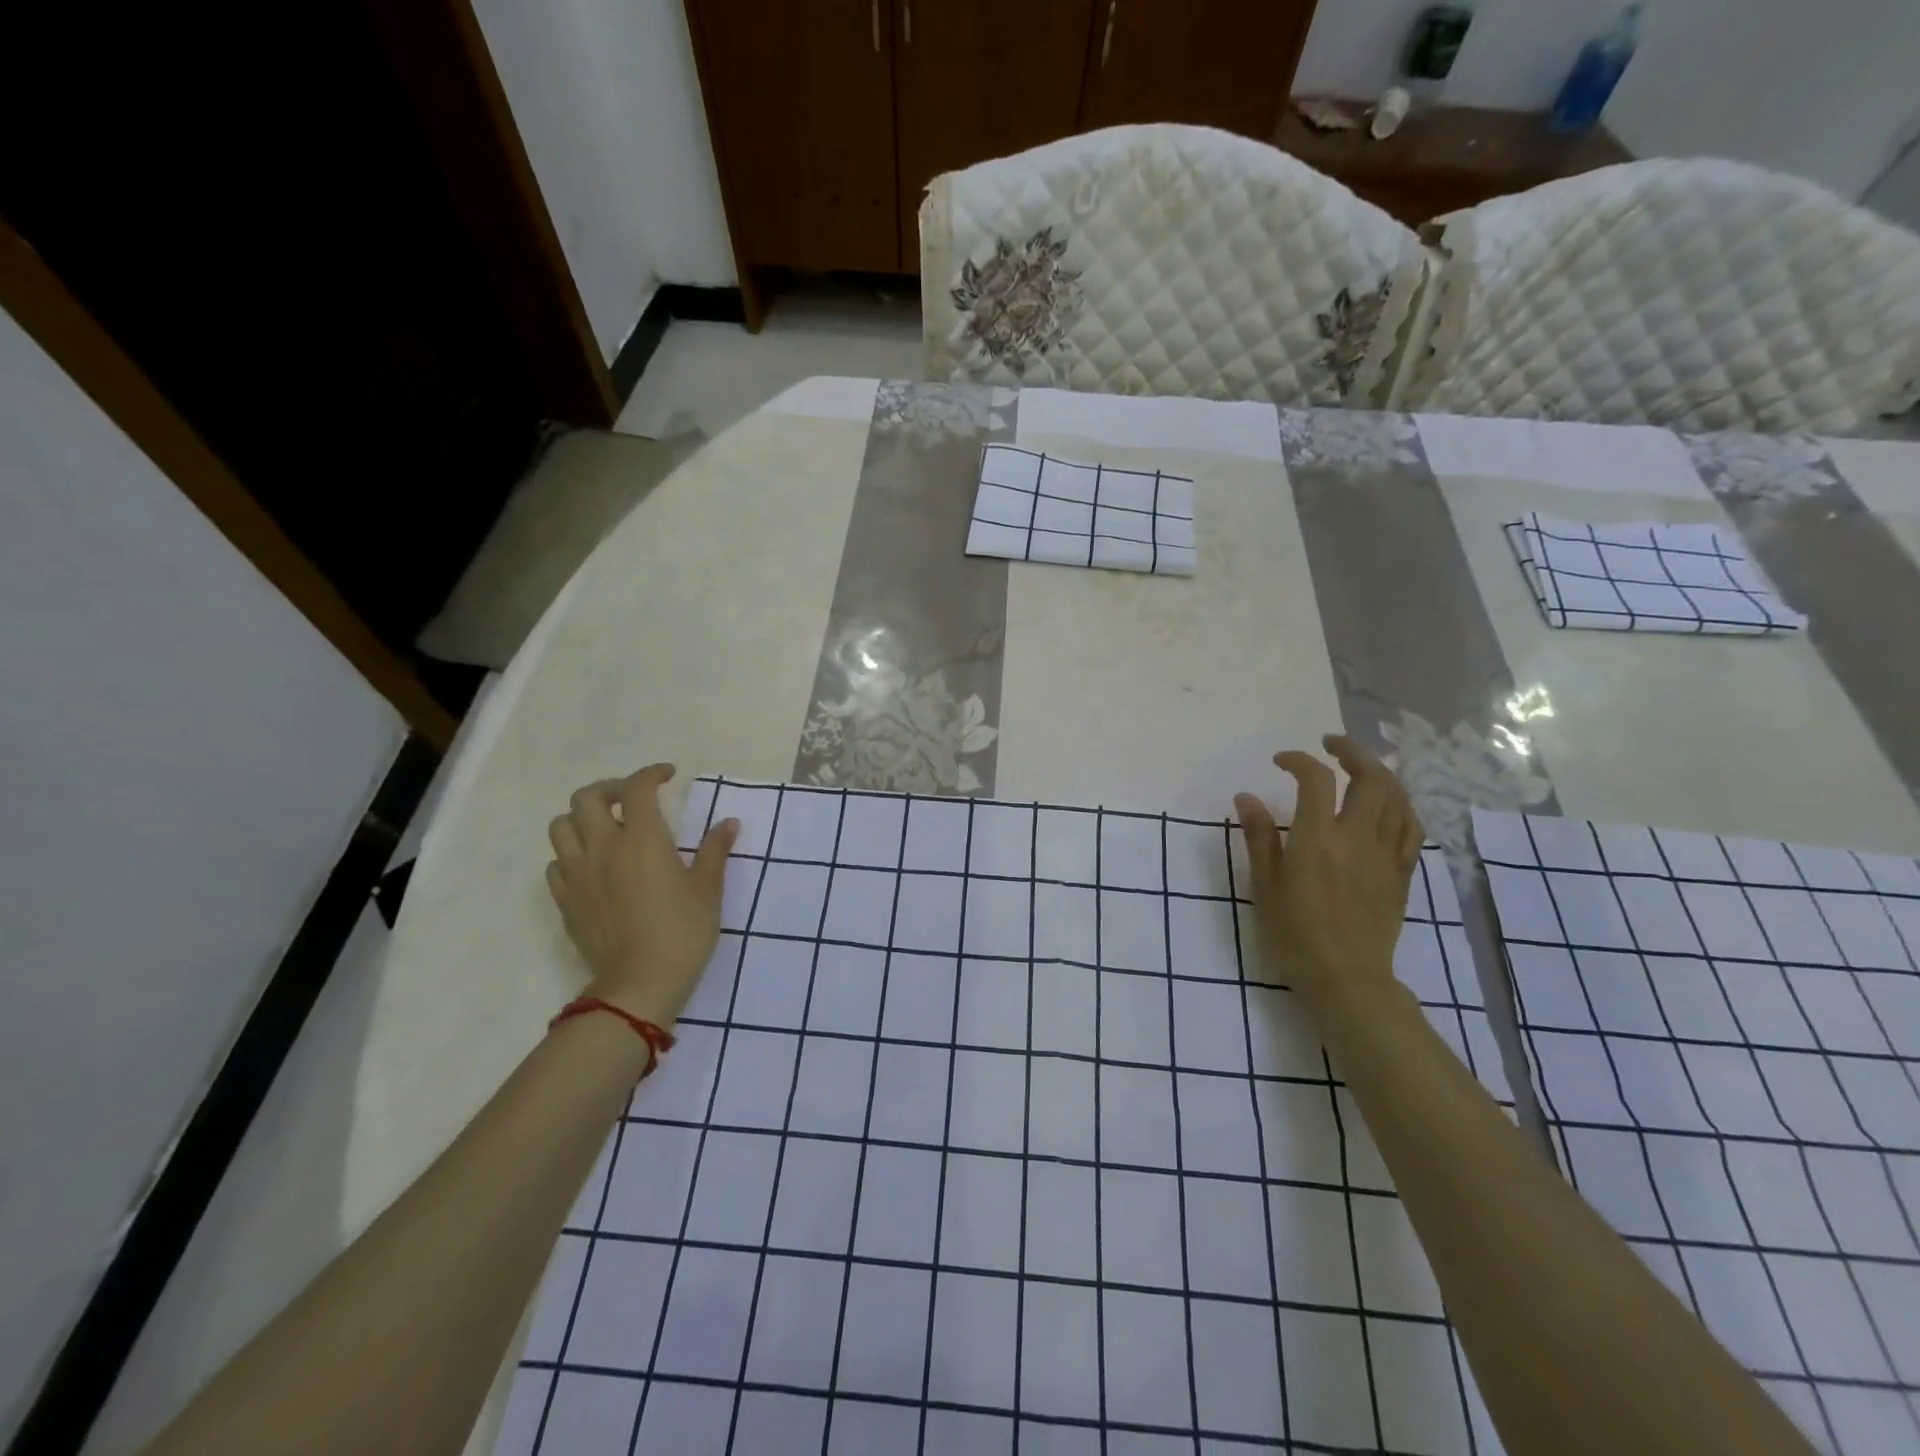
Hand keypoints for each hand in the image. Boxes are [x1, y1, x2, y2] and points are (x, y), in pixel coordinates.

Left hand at [545, 765, 738, 1027]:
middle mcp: (603, 848)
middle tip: (632, 800)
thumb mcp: (708, 889)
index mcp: (641, 839)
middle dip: (610, 789)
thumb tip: (728, 823)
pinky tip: (593, 866)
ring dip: (582, 818)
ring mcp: (578, 874)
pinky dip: (571, 854)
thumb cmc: (683, 931)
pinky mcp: (565, 901)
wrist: (640, 983)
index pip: (637, 788)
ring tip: (606, 829)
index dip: (652, 773)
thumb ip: (715, 850)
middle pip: (587, 797)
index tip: (668, 776)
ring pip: (561, 826)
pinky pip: (556, 864)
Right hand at [1233, 735, 1422, 1017]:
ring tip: (1360, 768)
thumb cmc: (1294, 934)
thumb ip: (1258, 837)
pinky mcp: (1402, 873)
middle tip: (1330, 746)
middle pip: (1370, 777)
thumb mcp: (1263, 886)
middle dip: (1352, 751)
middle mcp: (1357, 838)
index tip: (1280, 761)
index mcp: (1317, 839)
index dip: (1299, 760)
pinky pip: (1411, 827)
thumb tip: (1246, 796)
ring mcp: (1385, 854)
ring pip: (1397, 797)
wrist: (1346, 979)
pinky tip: (1387, 805)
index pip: (1316, 779)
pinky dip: (1400, 805)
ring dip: (1380, 773)